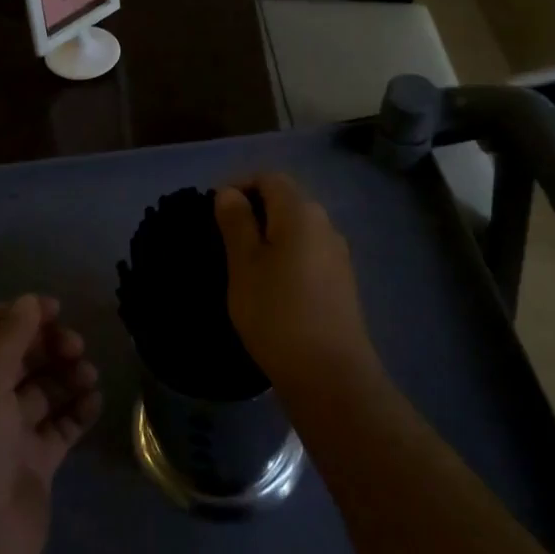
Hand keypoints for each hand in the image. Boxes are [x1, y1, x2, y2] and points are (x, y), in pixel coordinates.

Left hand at [0, 295, 100, 553]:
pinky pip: (58, 428)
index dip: (16, 314)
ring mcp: (3, 437)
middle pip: (15, 357)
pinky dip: (77, 411)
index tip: (53, 309)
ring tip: (89, 375)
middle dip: (47, 344)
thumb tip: (29, 300)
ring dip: (66, 375)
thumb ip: (8, 337)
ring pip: (40, 390)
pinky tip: (95, 401)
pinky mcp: (31, 467)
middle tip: (76, 346)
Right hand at [216, 174, 377, 390]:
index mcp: (301, 211)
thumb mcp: (244, 264)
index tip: (213, 212)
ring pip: (296, 229)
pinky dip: (285, 257)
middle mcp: (325, 223)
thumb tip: (229, 193)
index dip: (239, 186)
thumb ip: (236, 222)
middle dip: (253, 211)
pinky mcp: (341, 282)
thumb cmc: (277, 313)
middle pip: (285, 200)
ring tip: (242, 265)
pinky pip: (308, 253)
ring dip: (268, 236)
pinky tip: (270, 287)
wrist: (330, 375)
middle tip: (222, 239)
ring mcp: (337, 253)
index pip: (268, 177)